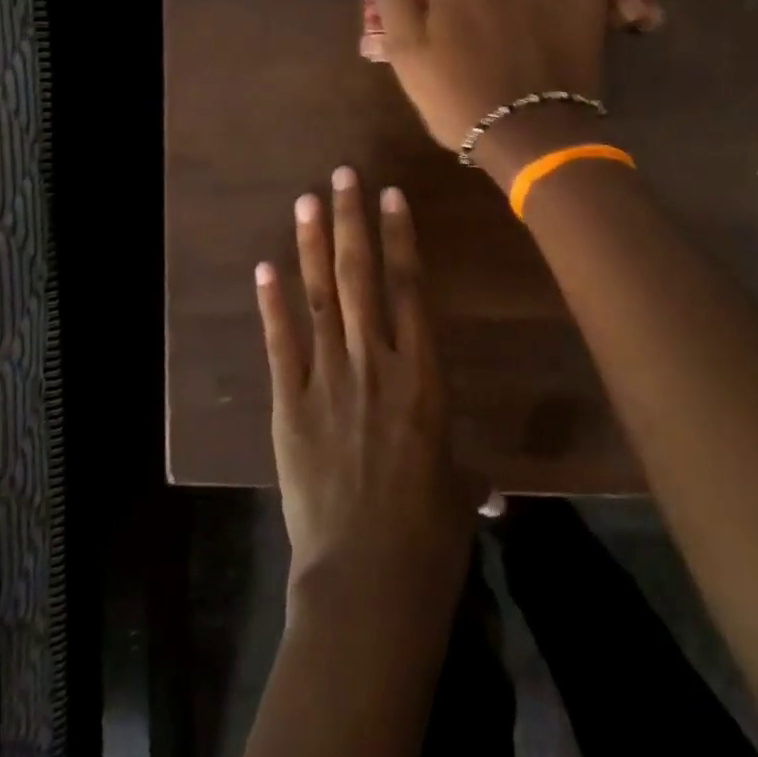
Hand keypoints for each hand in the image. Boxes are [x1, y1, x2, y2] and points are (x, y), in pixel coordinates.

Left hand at [255, 169, 474, 625]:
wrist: (368, 581)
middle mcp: (376, 362)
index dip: (401, 237)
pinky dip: (272, 302)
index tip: (391, 196)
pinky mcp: (291, 403)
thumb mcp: (459, 492)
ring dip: (312, 245)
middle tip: (343, 175)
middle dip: (352, 221)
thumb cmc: (429, 537)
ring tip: (306, 201)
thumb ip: (468, 474)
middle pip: (361, 276)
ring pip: (320, 296)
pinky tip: (265, 266)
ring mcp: (329, 378)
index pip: (411, 288)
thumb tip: (492, 490)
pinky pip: (281, 341)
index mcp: (424, 376)